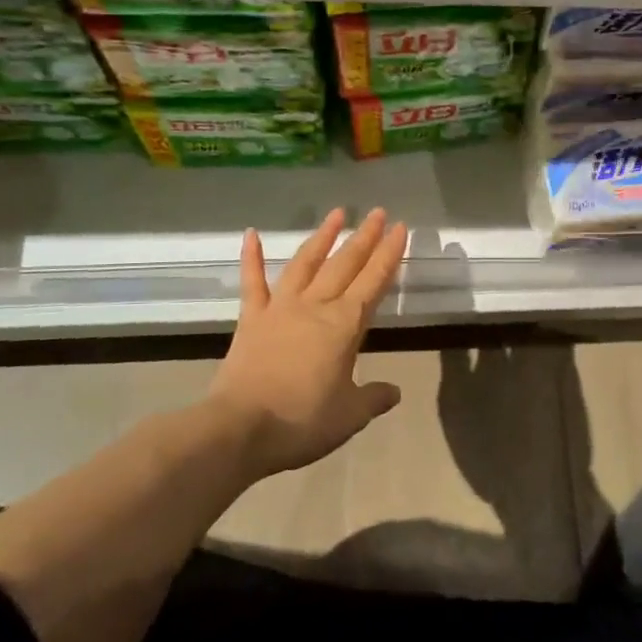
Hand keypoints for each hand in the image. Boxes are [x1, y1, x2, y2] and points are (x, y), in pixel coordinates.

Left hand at [210, 207, 408, 477]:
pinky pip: (252, 282)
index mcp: (344, 325)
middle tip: (379, 212)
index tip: (401, 228)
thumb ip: (374, 397)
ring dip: (322, 237)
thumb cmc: (302, 421)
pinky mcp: (251, 319)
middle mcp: (315, 306)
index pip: (374, 282)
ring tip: (337, 213)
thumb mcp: (350, 415)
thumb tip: (394, 391)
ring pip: (306, 263)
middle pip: (345, 265)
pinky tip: (251, 233)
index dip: (389, 254)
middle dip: (365, 237)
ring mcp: (280, 308)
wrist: (240, 429)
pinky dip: (251, 257)